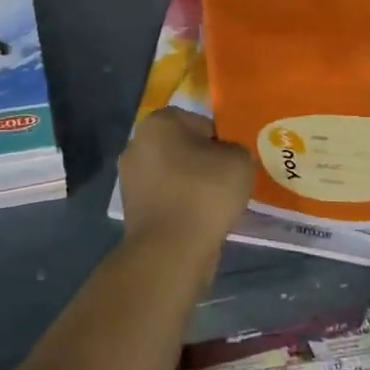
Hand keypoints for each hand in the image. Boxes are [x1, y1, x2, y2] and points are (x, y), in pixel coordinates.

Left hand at [118, 109, 254, 247]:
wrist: (171, 248)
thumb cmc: (204, 193)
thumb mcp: (239, 160)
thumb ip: (235, 149)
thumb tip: (225, 157)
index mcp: (158, 122)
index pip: (198, 121)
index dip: (220, 139)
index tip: (233, 161)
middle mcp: (136, 144)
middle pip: (181, 147)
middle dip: (203, 161)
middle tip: (227, 181)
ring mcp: (129, 177)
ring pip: (172, 174)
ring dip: (191, 185)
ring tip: (216, 205)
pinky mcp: (131, 207)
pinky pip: (165, 198)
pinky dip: (180, 205)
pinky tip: (198, 220)